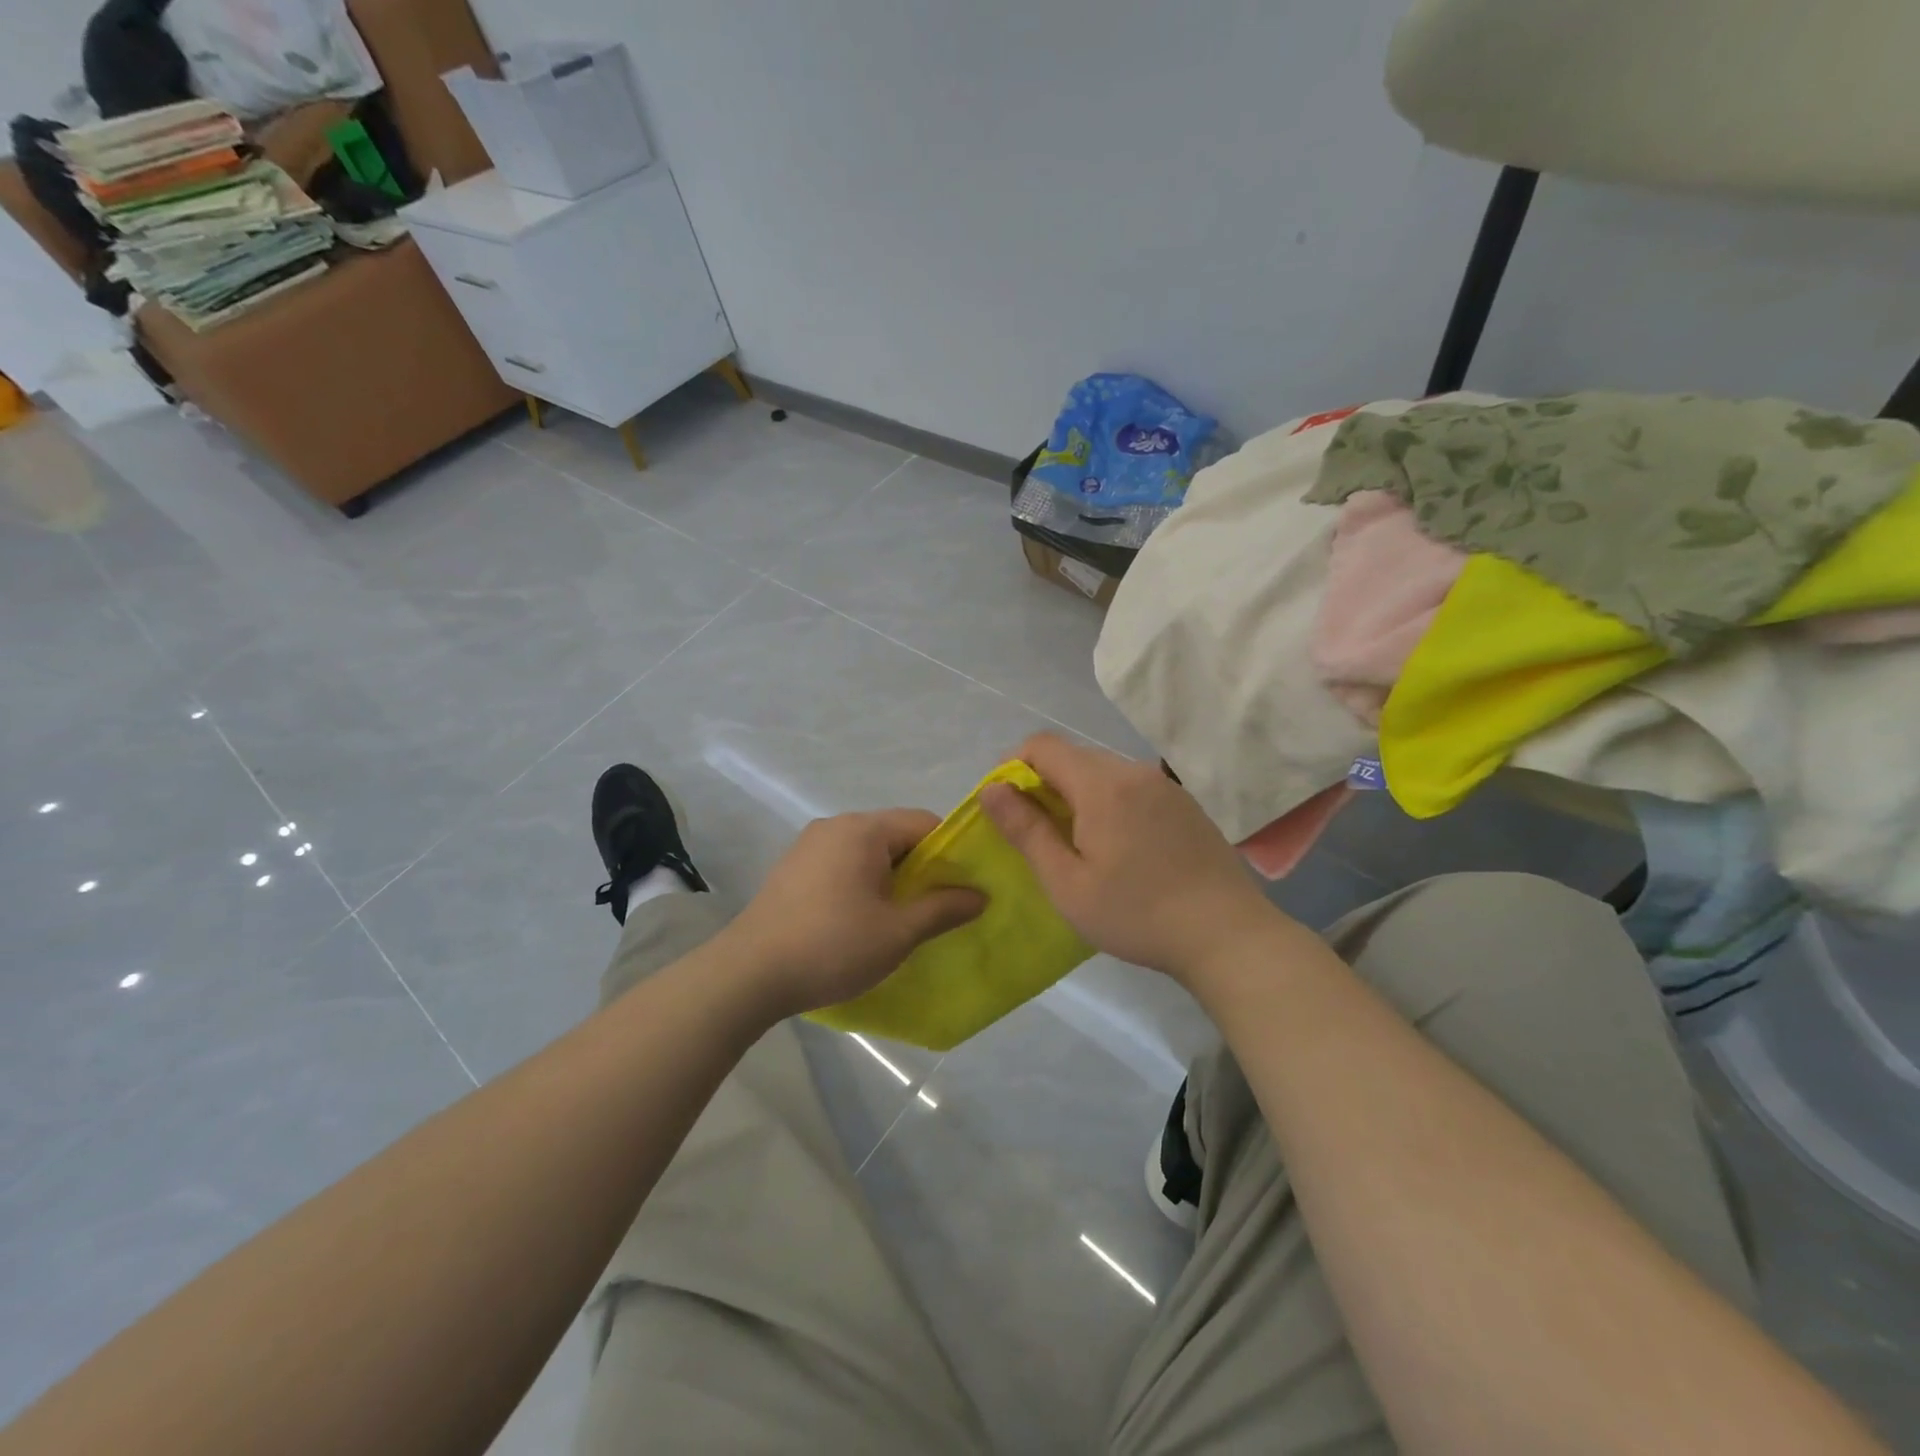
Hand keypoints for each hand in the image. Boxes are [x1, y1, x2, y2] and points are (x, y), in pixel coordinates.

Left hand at [722, 809, 984, 1019]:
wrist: (748, 974)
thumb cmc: (832, 947)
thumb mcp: (897, 932)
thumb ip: (942, 909)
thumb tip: (980, 895)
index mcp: (863, 829)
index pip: (924, 823)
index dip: (950, 852)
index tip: (961, 888)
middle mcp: (835, 825)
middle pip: (895, 835)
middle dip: (920, 868)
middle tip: (934, 908)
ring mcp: (808, 845)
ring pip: (867, 851)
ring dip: (890, 878)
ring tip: (898, 919)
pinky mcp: (792, 868)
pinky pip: (841, 864)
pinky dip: (861, 883)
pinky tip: (858, 920)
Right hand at [982, 734, 1285, 984]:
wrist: (1228, 936)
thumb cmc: (1137, 914)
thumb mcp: (1067, 882)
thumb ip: (1026, 830)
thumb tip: (992, 790)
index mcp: (1102, 784)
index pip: (1043, 745)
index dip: (1013, 766)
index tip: (1006, 807)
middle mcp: (1134, 771)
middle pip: (1074, 757)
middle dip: (1044, 784)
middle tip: (1037, 834)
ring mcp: (1165, 786)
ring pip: (1104, 773)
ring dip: (1078, 795)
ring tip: (1077, 845)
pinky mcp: (1184, 804)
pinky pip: (1132, 788)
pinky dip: (1110, 804)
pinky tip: (1119, 849)